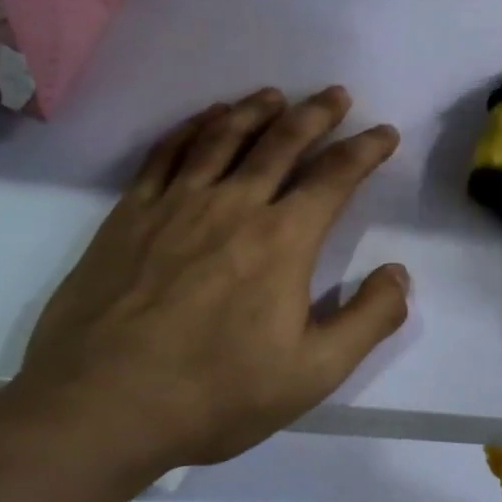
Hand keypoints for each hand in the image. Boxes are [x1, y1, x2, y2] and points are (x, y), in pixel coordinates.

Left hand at [13, 87, 409, 481]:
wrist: (102, 407)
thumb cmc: (217, 393)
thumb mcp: (314, 372)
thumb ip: (369, 319)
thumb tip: (399, 273)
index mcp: (283, 240)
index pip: (334, 177)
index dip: (365, 150)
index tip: (383, 133)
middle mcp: (233, 205)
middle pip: (281, 142)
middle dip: (315, 114)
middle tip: (335, 94)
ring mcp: (175, 205)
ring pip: (222, 138)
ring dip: (254, 111)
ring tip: (274, 95)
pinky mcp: (129, 216)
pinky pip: (166, 154)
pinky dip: (191, 128)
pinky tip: (204, 119)